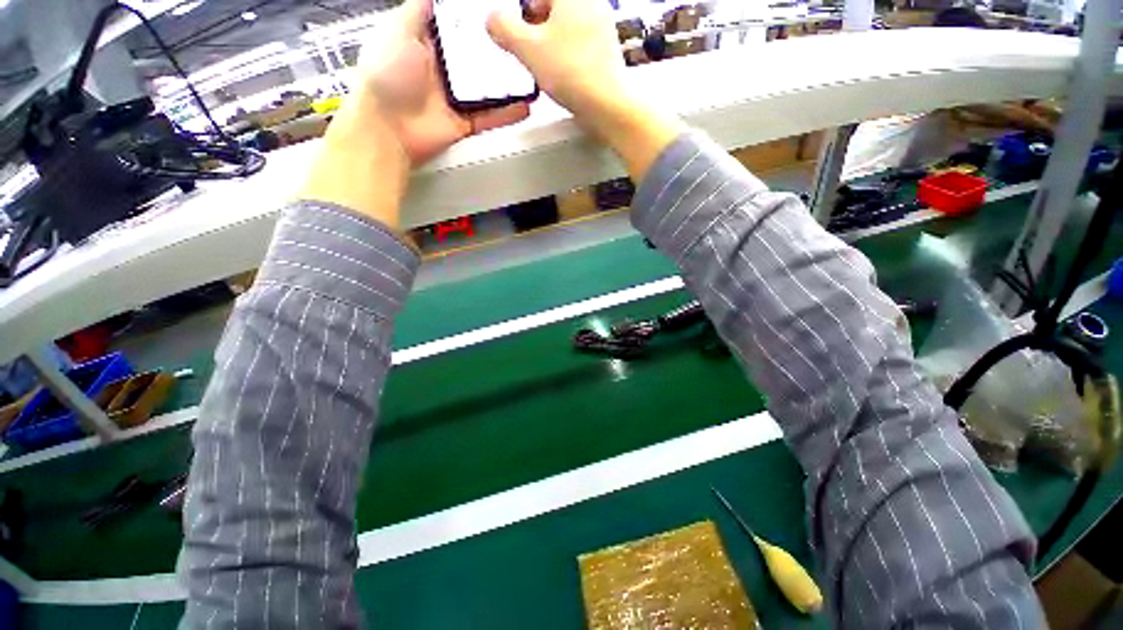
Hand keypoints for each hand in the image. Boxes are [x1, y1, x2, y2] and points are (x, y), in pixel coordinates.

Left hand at [350, 0, 531, 164]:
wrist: (389, 130)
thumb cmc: (386, 77)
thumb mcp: (400, 30)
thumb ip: (419, 9)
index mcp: (427, 43)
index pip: (458, 26)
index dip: (478, 18)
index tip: (500, 11)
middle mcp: (444, 70)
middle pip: (478, 56)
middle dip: (499, 49)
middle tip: (522, 39)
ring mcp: (456, 98)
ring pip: (488, 87)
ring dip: (508, 81)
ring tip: (531, 71)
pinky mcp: (465, 122)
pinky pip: (491, 117)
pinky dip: (508, 113)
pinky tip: (526, 105)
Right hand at [487, 0, 682, 178]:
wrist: (607, 104)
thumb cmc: (572, 73)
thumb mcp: (527, 48)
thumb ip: (504, 28)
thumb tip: (493, 20)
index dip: (523, 11)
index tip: (515, 28)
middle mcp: (591, 4)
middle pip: (554, 6)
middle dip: (536, 24)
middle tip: (527, 46)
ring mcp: (602, 27)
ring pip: (566, 26)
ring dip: (550, 41)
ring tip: (543, 64)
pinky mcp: (606, 51)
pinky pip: (578, 44)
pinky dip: (565, 54)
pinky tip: (561, 73)